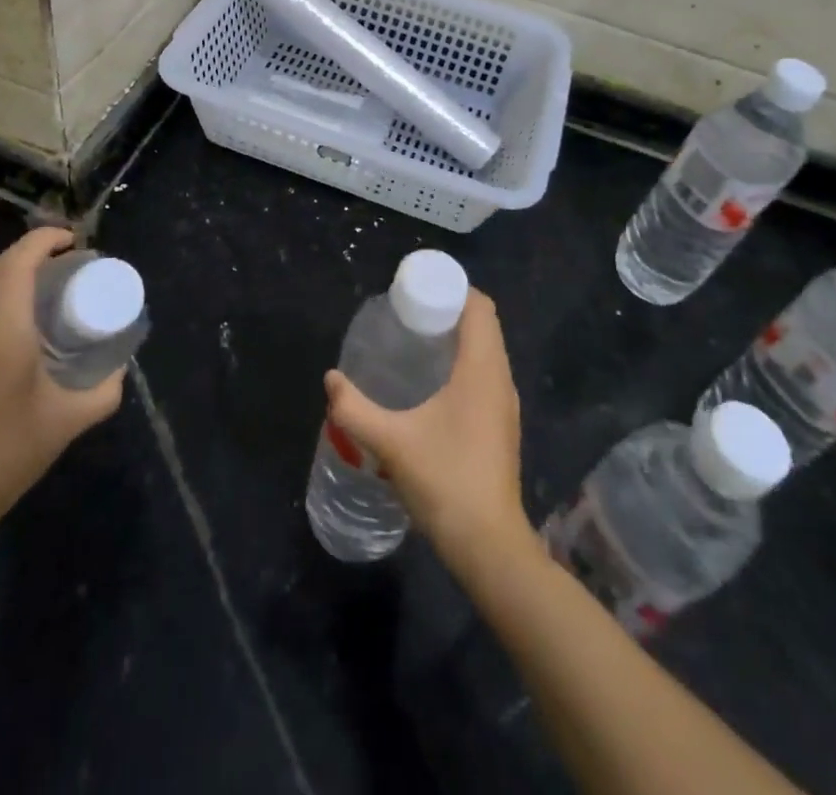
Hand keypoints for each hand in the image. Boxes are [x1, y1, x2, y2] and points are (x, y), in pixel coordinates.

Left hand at [0, 228, 123, 550]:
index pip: (18, 263)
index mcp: (4, 333)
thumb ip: (105, 389)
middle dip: (26, 253)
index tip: (71, 241)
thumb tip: (120, 366)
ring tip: (22, 291)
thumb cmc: (8, 457)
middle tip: (58, 265)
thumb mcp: (70, 422)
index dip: (43, 240)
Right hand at [323, 289, 535, 576]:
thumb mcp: (391, 442)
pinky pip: (486, 374)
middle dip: (449, 310)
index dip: (453, 290)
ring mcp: (505, 404)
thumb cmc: (445, 481)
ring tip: (417, 341)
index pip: (480, 307)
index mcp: (482, 369)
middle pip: (484, 325)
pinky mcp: (502, 425)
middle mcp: (500, 379)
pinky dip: (464, 362)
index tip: (418, 291)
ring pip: (487, 351)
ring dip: (458, 337)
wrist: (489, 545)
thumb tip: (330, 380)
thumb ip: (355, 408)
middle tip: (409, 313)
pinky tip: (433, 383)